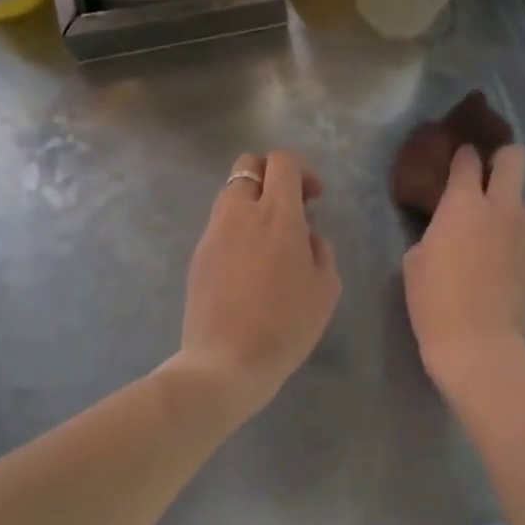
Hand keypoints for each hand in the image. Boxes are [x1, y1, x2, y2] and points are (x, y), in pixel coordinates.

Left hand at [176, 150, 340, 417]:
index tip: (314, 198)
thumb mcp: (325, 288)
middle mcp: (240, 213)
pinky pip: (220, 223)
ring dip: (252, 200)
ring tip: (269, 237)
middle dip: (271, 174)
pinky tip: (249, 264)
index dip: (302, 171)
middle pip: (248, 164)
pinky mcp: (198, 254)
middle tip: (290, 207)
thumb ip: (320, 249)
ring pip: (230, 192)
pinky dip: (237, 227)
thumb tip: (306, 235)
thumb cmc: (286, 326)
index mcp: (278, 215)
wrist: (226, 362)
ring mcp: (213, 232)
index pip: (282, 162)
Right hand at [403, 144, 524, 387]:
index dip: (461, 155)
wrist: (480, 345)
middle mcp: (501, 208)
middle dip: (503, 158)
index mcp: (464, 204)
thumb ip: (436, 231)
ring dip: (511, 205)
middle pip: (515, 157)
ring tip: (495, 229)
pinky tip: (504, 261)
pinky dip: (518, 237)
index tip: (457, 160)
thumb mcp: (415, 261)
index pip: (468, 159)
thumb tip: (448, 229)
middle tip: (488, 176)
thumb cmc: (435, 302)